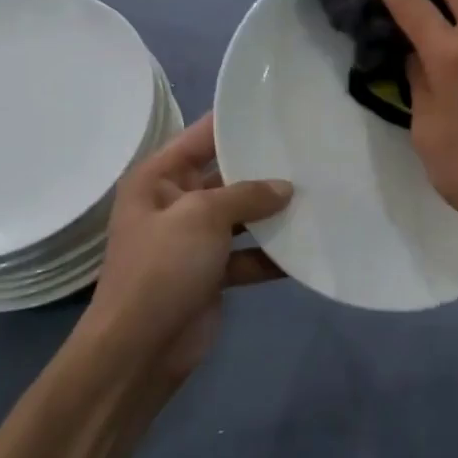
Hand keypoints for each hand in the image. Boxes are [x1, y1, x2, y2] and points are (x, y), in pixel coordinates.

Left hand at [80, 113, 290, 384]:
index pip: (200, 137)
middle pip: (226, 177)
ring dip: (273, 213)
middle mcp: (175, 204)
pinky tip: (307, 246)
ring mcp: (194, 241)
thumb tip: (285, 188)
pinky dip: (272, 253)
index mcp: (158, 179)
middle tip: (309, 151)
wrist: (140, 349)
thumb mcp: (202, 216)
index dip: (234, 122)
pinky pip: (248, 254)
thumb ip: (246, 195)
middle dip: (263, 169)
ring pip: (241, 216)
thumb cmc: (162, 268)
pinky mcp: (212, 273)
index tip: (276, 108)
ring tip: (318, 195)